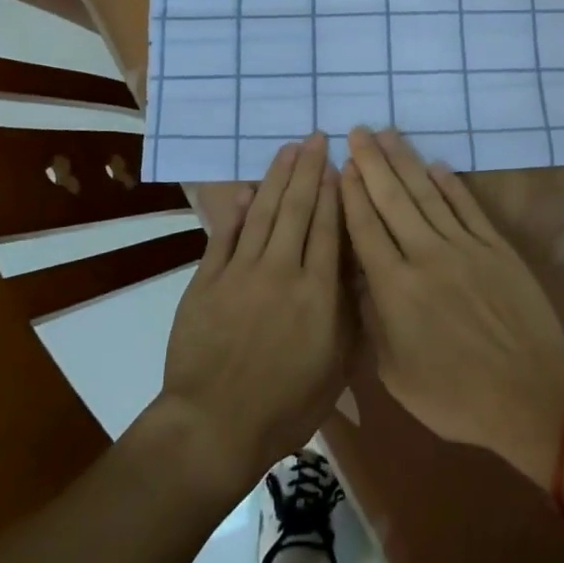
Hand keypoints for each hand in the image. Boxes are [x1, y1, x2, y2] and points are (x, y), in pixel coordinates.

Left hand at [154, 134, 350, 498]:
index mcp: (318, 292)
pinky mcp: (208, 280)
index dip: (334, 191)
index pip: (328, 228)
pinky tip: (247, 190)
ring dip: (277, 177)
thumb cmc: (286, 405)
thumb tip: (355, 266)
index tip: (339, 162)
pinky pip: (225, 236)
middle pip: (298, 208)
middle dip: (308, 169)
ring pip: (264, 212)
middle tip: (315, 137)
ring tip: (288, 148)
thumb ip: (347, 311)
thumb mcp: (336, 366)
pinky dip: (237, 210)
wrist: (215, 425)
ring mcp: (241, 272)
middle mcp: (282, 270)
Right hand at [340, 127, 563, 486]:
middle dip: (372, 162)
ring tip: (387, 134)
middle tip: (357, 131)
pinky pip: (467, 206)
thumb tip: (358, 278)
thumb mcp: (396, 373)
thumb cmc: (456, 396)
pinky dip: (450, 183)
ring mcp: (464, 247)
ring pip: (427, 194)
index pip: (365, 228)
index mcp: (395, 288)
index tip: (341, 164)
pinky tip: (435, 164)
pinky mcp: (496, 247)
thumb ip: (373, 320)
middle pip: (392, 199)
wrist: (531, 394)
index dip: (351, 193)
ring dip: (405, 161)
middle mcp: (425, 255)